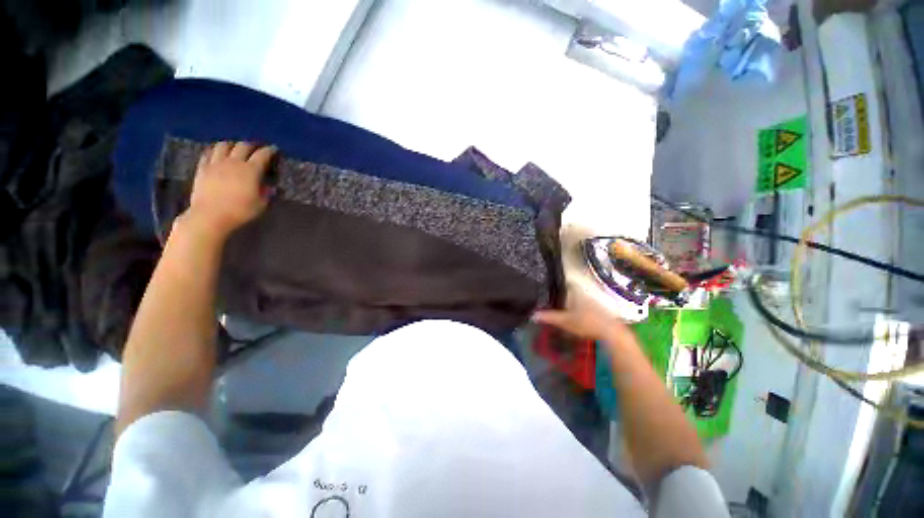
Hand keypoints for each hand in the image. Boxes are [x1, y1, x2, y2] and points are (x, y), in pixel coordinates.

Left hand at [185, 141, 276, 238]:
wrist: (210, 216)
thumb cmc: (240, 211)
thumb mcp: (261, 205)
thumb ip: (266, 193)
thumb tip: (270, 186)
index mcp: (250, 170)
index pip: (262, 155)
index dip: (269, 150)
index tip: (274, 149)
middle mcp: (233, 163)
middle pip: (243, 146)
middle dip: (251, 145)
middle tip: (256, 148)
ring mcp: (215, 164)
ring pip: (223, 146)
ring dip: (232, 145)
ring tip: (235, 148)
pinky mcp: (202, 168)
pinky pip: (208, 153)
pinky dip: (215, 151)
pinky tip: (217, 154)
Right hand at [532, 285, 628, 341]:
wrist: (611, 332)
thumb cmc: (586, 323)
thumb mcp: (564, 321)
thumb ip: (549, 317)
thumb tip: (533, 315)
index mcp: (575, 292)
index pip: (563, 284)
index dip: (556, 286)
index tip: (549, 291)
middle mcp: (584, 293)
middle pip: (570, 291)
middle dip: (562, 297)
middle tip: (553, 303)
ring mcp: (593, 300)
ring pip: (578, 299)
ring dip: (571, 304)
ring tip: (563, 311)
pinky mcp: (599, 309)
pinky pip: (585, 305)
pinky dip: (579, 309)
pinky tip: (577, 317)